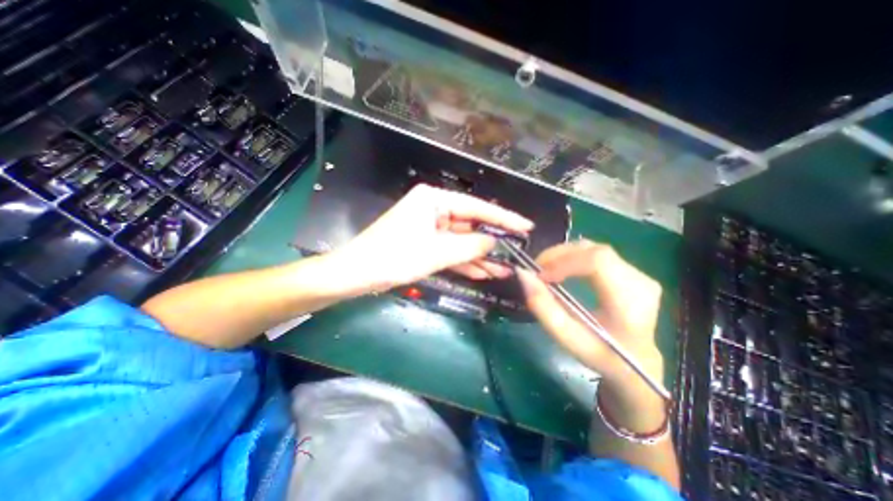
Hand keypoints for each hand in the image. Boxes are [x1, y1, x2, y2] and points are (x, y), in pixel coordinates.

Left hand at [331, 184, 531, 292]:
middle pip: (470, 225)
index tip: (526, 226)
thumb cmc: (394, 257)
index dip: (503, 218)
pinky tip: (483, 273)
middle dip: (492, 243)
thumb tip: (496, 242)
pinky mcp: (425, 243)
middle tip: (517, 254)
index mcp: (434, 200)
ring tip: (504, 270)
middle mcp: (434, 209)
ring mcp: (430, 227)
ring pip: (462, 241)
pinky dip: (464, 262)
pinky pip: (450, 251)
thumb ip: (470, 245)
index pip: (477, 208)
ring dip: (480, 256)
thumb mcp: (437, 252)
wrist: (356, 274)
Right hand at [513, 241, 664, 427]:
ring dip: (564, 254)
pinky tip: (561, 268)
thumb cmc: (600, 354)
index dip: (564, 262)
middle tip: (537, 269)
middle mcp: (640, 282)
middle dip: (559, 255)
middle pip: (594, 251)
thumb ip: (543, 307)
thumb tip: (523, 275)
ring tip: (545, 268)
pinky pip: (596, 254)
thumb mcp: (567, 338)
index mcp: (629, 303)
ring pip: (594, 249)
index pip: (598, 263)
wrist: (636, 362)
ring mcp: (639, 274)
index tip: (540, 275)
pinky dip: (573, 257)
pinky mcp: (632, 271)